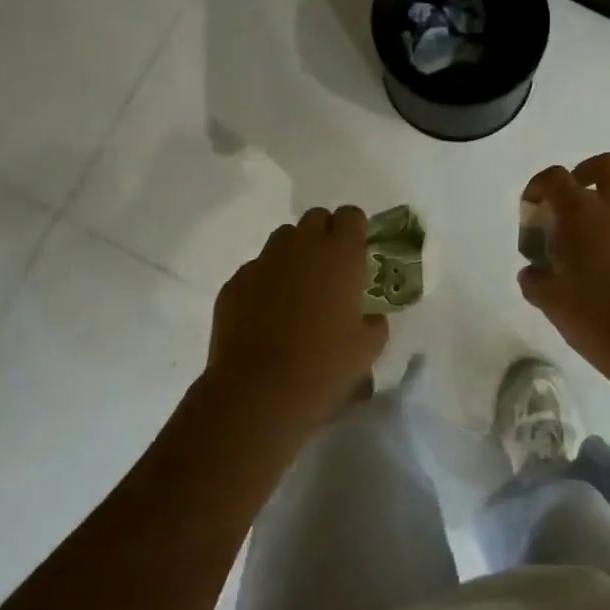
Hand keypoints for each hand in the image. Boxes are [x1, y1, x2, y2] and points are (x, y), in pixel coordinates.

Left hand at [207, 207, 387, 426]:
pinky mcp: (234, 283)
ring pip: (283, 240)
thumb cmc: (323, 367)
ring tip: (298, 291)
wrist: (257, 394)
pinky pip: (256, 270)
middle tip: (330, 270)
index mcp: (341, 254)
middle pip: (315, 218)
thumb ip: (374, 323)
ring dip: (294, 255)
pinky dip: (265, 282)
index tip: (358, 253)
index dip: (355, 230)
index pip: (350, 215)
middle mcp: (302, 247)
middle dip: (324, 235)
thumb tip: (368, 317)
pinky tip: (267, 315)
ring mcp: (264, 262)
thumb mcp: (368, 349)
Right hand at [518, 154, 609, 390]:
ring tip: (604, 225)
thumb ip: (536, 282)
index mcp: (584, 215)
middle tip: (573, 202)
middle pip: (607, 165)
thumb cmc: (598, 319)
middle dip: (586, 173)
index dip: (539, 185)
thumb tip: (532, 273)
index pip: (556, 178)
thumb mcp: (552, 303)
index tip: (532, 207)